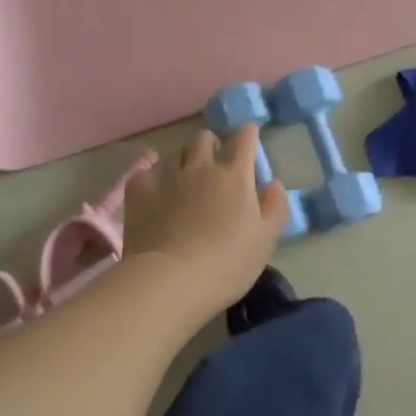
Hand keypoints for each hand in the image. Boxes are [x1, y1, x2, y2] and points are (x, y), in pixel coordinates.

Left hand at [123, 126, 287, 313]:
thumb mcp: (265, 240)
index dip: (248, 134)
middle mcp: (201, 167)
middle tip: (215, 162)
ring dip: (183, 160)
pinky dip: (152, 178)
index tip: (249, 137)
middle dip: (212, 144)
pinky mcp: (139, 193)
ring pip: (175, 153)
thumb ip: (275, 208)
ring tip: (185, 178)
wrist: (170, 281)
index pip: (244, 139)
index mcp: (234, 176)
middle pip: (204, 138)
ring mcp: (167, 177)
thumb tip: (274, 183)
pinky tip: (154, 191)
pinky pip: (146, 173)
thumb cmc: (227, 263)